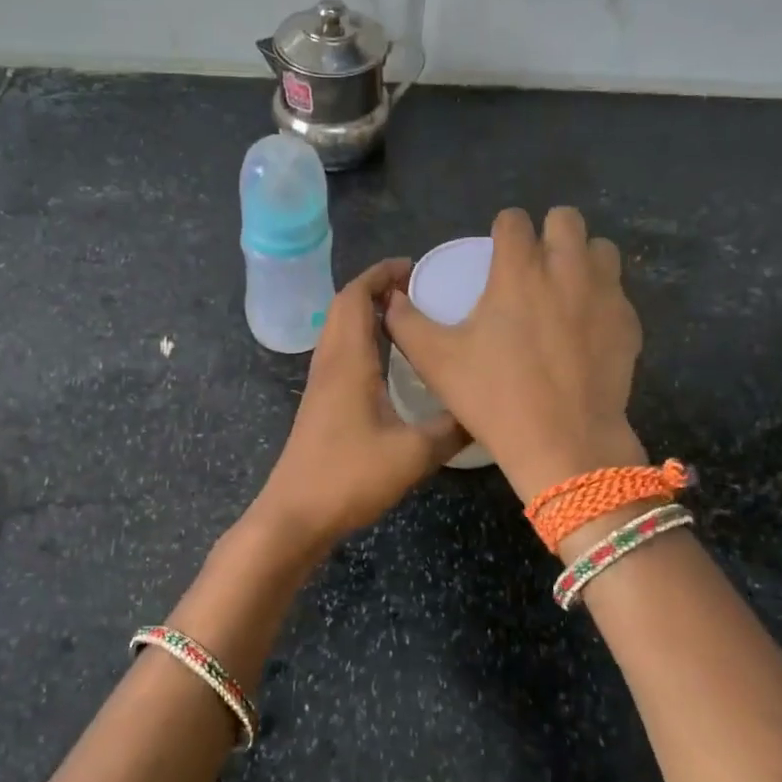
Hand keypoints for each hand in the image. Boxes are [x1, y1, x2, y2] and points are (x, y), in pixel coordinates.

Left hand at [251, 258, 468, 547]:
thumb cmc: (350, 476)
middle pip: (344, 307)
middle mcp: (329, 363)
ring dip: (367, 313)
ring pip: (340, 330)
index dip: (380, 275)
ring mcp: (320, 384)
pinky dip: (362, 340)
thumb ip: (452, 428)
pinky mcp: (320, 404)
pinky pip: (340, 353)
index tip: (413, 267)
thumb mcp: (414, 453)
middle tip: (417, 288)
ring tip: (408, 316)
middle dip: (376, 288)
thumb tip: (485, 409)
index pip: (355, 297)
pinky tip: (389, 361)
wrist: (296, 514)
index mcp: (348, 361)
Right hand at [385, 207, 646, 503]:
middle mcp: (567, 269)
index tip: (497, 251)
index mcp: (519, 270)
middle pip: (566, 218)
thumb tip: (391, 298)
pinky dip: (600, 297)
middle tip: (532, 265)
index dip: (502, 230)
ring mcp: (605, 295)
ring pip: (600, 249)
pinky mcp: (629, 323)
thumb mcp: (435, 361)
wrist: (565, 443)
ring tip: (563, 288)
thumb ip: (406, 322)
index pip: (514, 219)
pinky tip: (584, 329)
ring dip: (580, 258)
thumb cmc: (494, 397)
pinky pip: (617, 291)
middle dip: (547, 232)